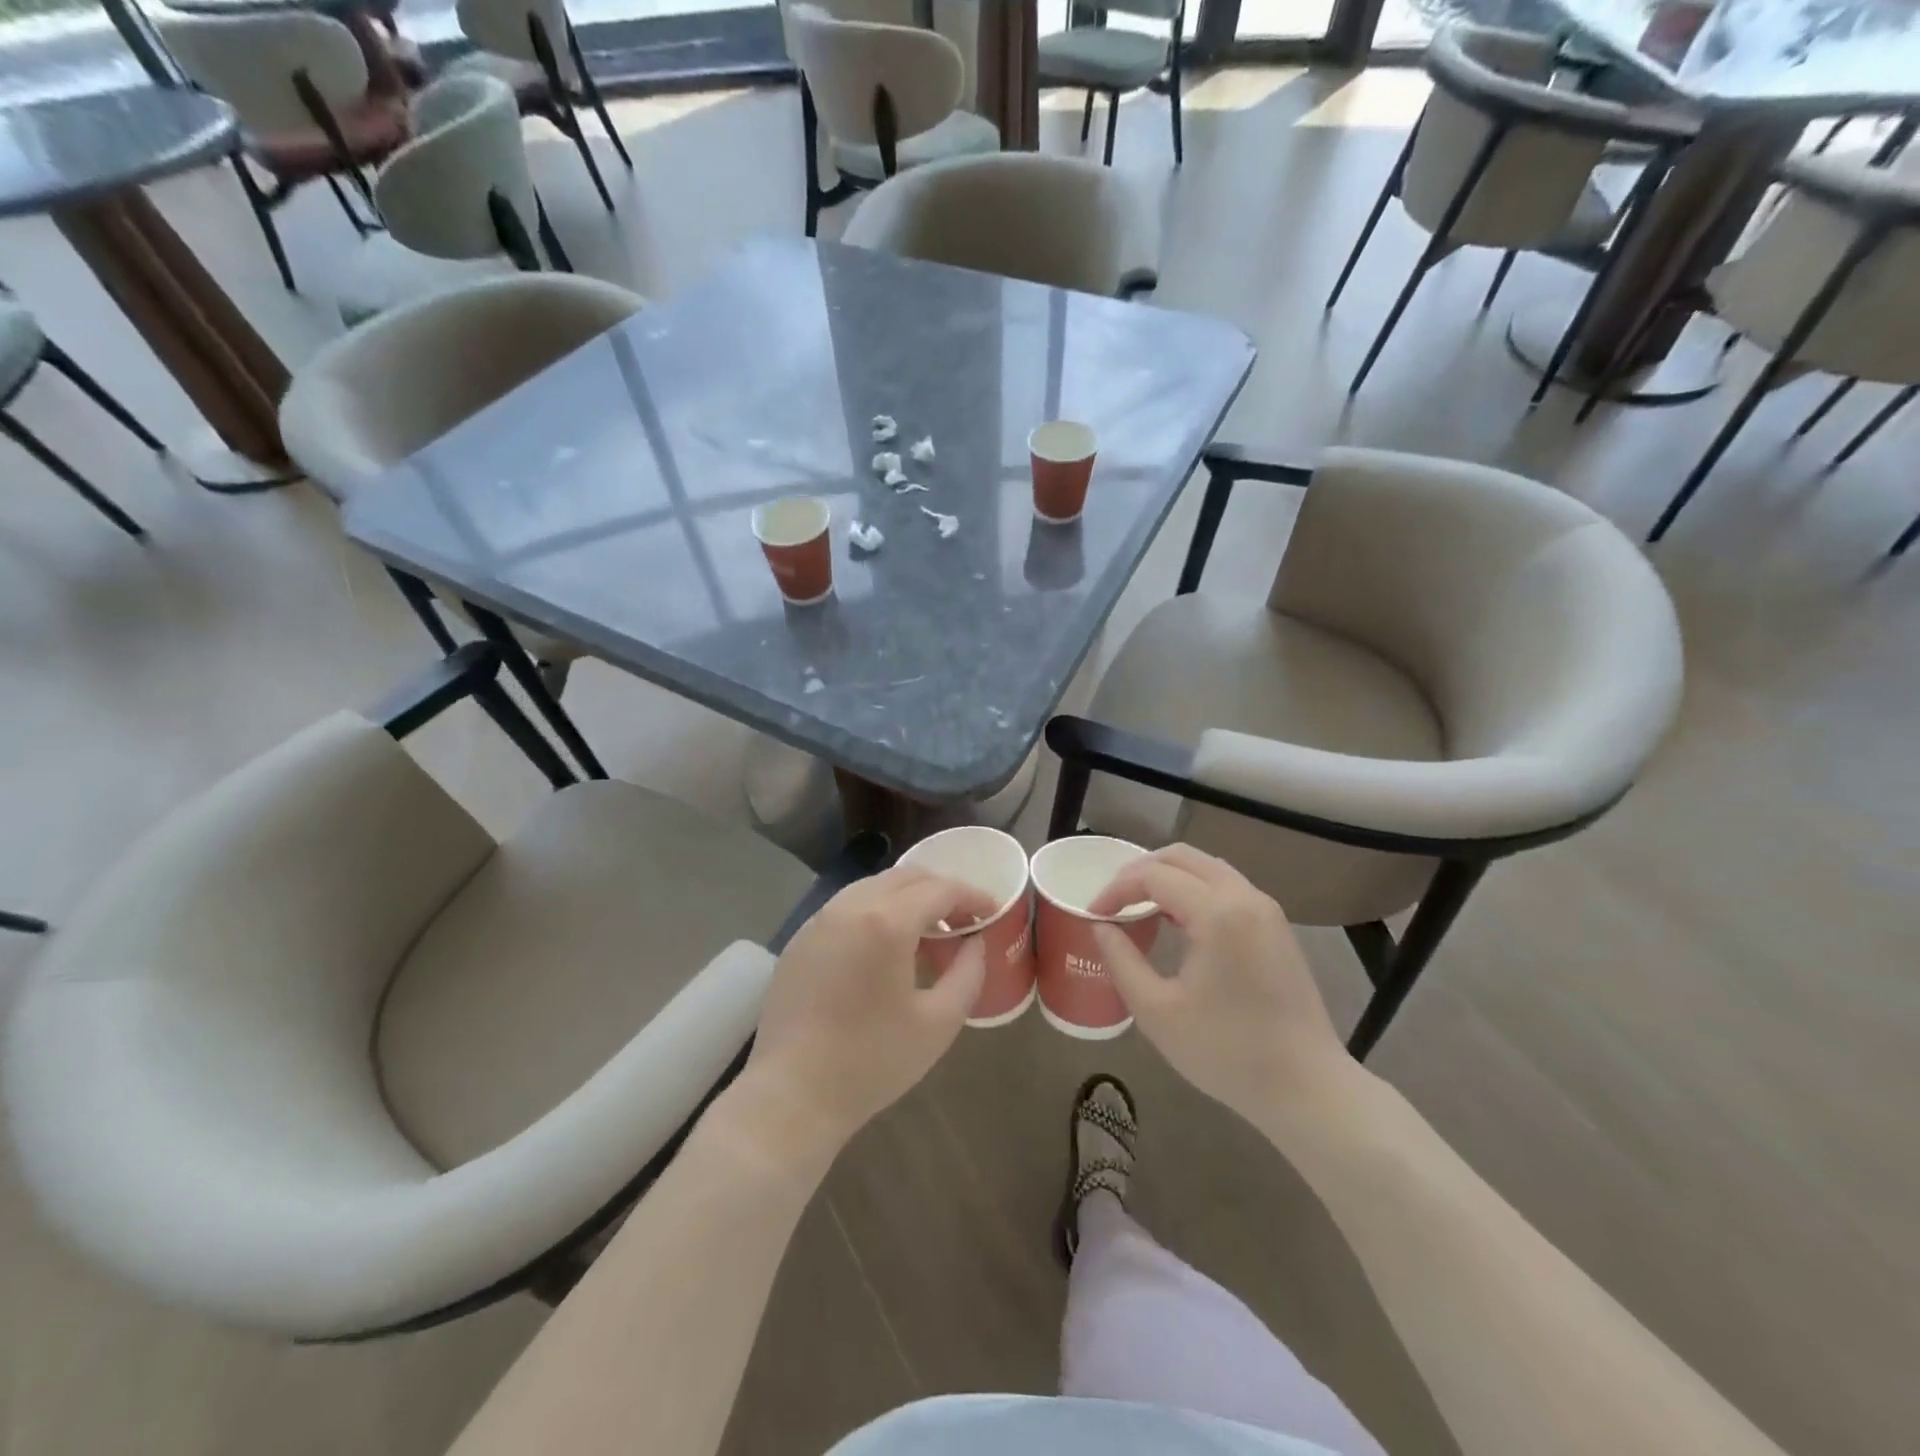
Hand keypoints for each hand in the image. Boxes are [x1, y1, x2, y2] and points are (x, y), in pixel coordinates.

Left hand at [743, 865, 996, 1153]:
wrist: (791, 1095)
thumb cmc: (872, 1062)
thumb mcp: (938, 1023)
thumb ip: (968, 972)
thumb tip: (975, 942)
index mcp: (886, 922)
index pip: (940, 889)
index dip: (973, 895)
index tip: (993, 911)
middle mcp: (850, 907)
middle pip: (906, 877)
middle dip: (941, 891)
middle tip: (964, 920)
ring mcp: (819, 920)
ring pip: (874, 886)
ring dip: (908, 898)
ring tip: (929, 931)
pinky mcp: (800, 939)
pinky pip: (848, 906)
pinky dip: (877, 910)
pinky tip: (886, 946)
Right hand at [1088, 845, 1350, 1119]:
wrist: (1307, 1088)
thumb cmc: (1227, 1052)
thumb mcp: (1157, 1011)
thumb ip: (1121, 960)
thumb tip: (1100, 926)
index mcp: (1217, 913)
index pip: (1153, 876)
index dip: (1116, 889)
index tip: (1093, 914)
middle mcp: (1245, 897)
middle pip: (1182, 857)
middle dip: (1140, 871)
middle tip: (1113, 902)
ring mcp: (1266, 909)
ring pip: (1207, 867)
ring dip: (1169, 877)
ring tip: (1140, 907)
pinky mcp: (1277, 926)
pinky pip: (1227, 886)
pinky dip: (1194, 889)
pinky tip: (1177, 921)